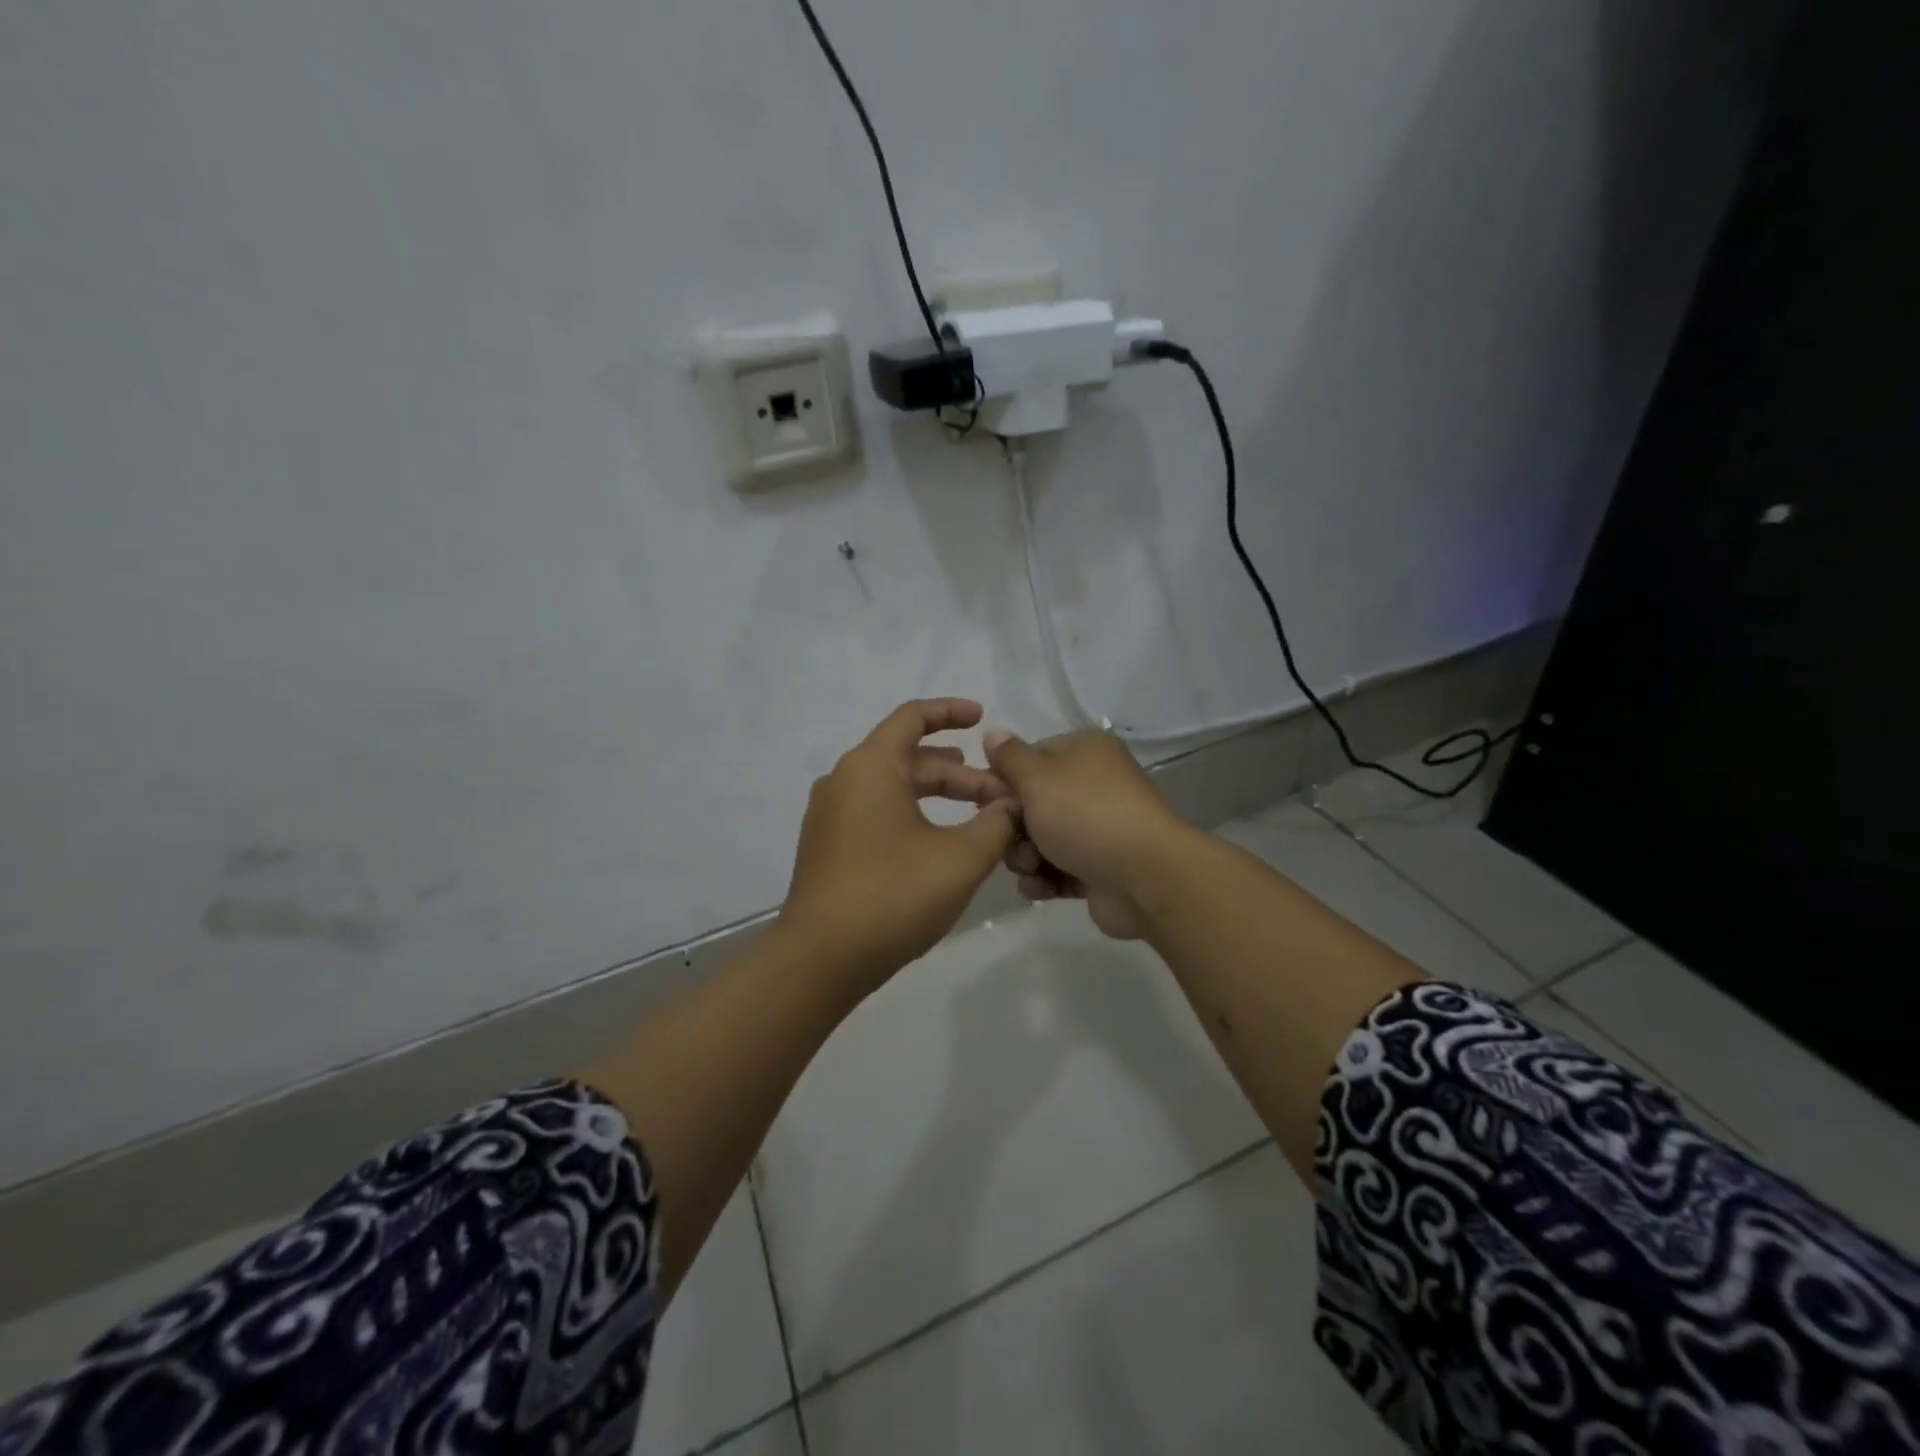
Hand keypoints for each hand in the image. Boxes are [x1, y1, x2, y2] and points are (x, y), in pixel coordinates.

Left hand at [777, 699, 1018, 998]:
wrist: (821, 959)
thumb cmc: (894, 896)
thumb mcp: (961, 858)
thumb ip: (995, 823)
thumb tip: (1010, 805)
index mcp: (870, 766)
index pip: (912, 718)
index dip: (951, 712)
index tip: (983, 719)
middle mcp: (844, 780)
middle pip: (908, 758)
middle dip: (959, 772)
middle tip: (1000, 794)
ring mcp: (830, 815)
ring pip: (893, 788)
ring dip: (937, 795)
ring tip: (979, 813)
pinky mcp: (828, 846)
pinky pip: (876, 812)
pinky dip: (912, 815)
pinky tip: (940, 842)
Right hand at [983, 727, 1192, 940]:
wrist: (1143, 878)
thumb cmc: (1084, 815)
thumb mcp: (1038, 778)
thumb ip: (1010, 757)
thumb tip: (994, 733)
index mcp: (1084, 752)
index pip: (1031, 757)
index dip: (1004, 779)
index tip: (984, 801)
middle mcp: (1093, 785)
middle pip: (1033, 802)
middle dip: (1013, 826)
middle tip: (1007, 840)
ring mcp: (1098, 829)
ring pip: (1042, 839)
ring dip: (1025, 856)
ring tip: (1031, 867)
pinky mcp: (1099, 868)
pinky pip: (1059, 869)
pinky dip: (1045, 878)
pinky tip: (1039, 888)